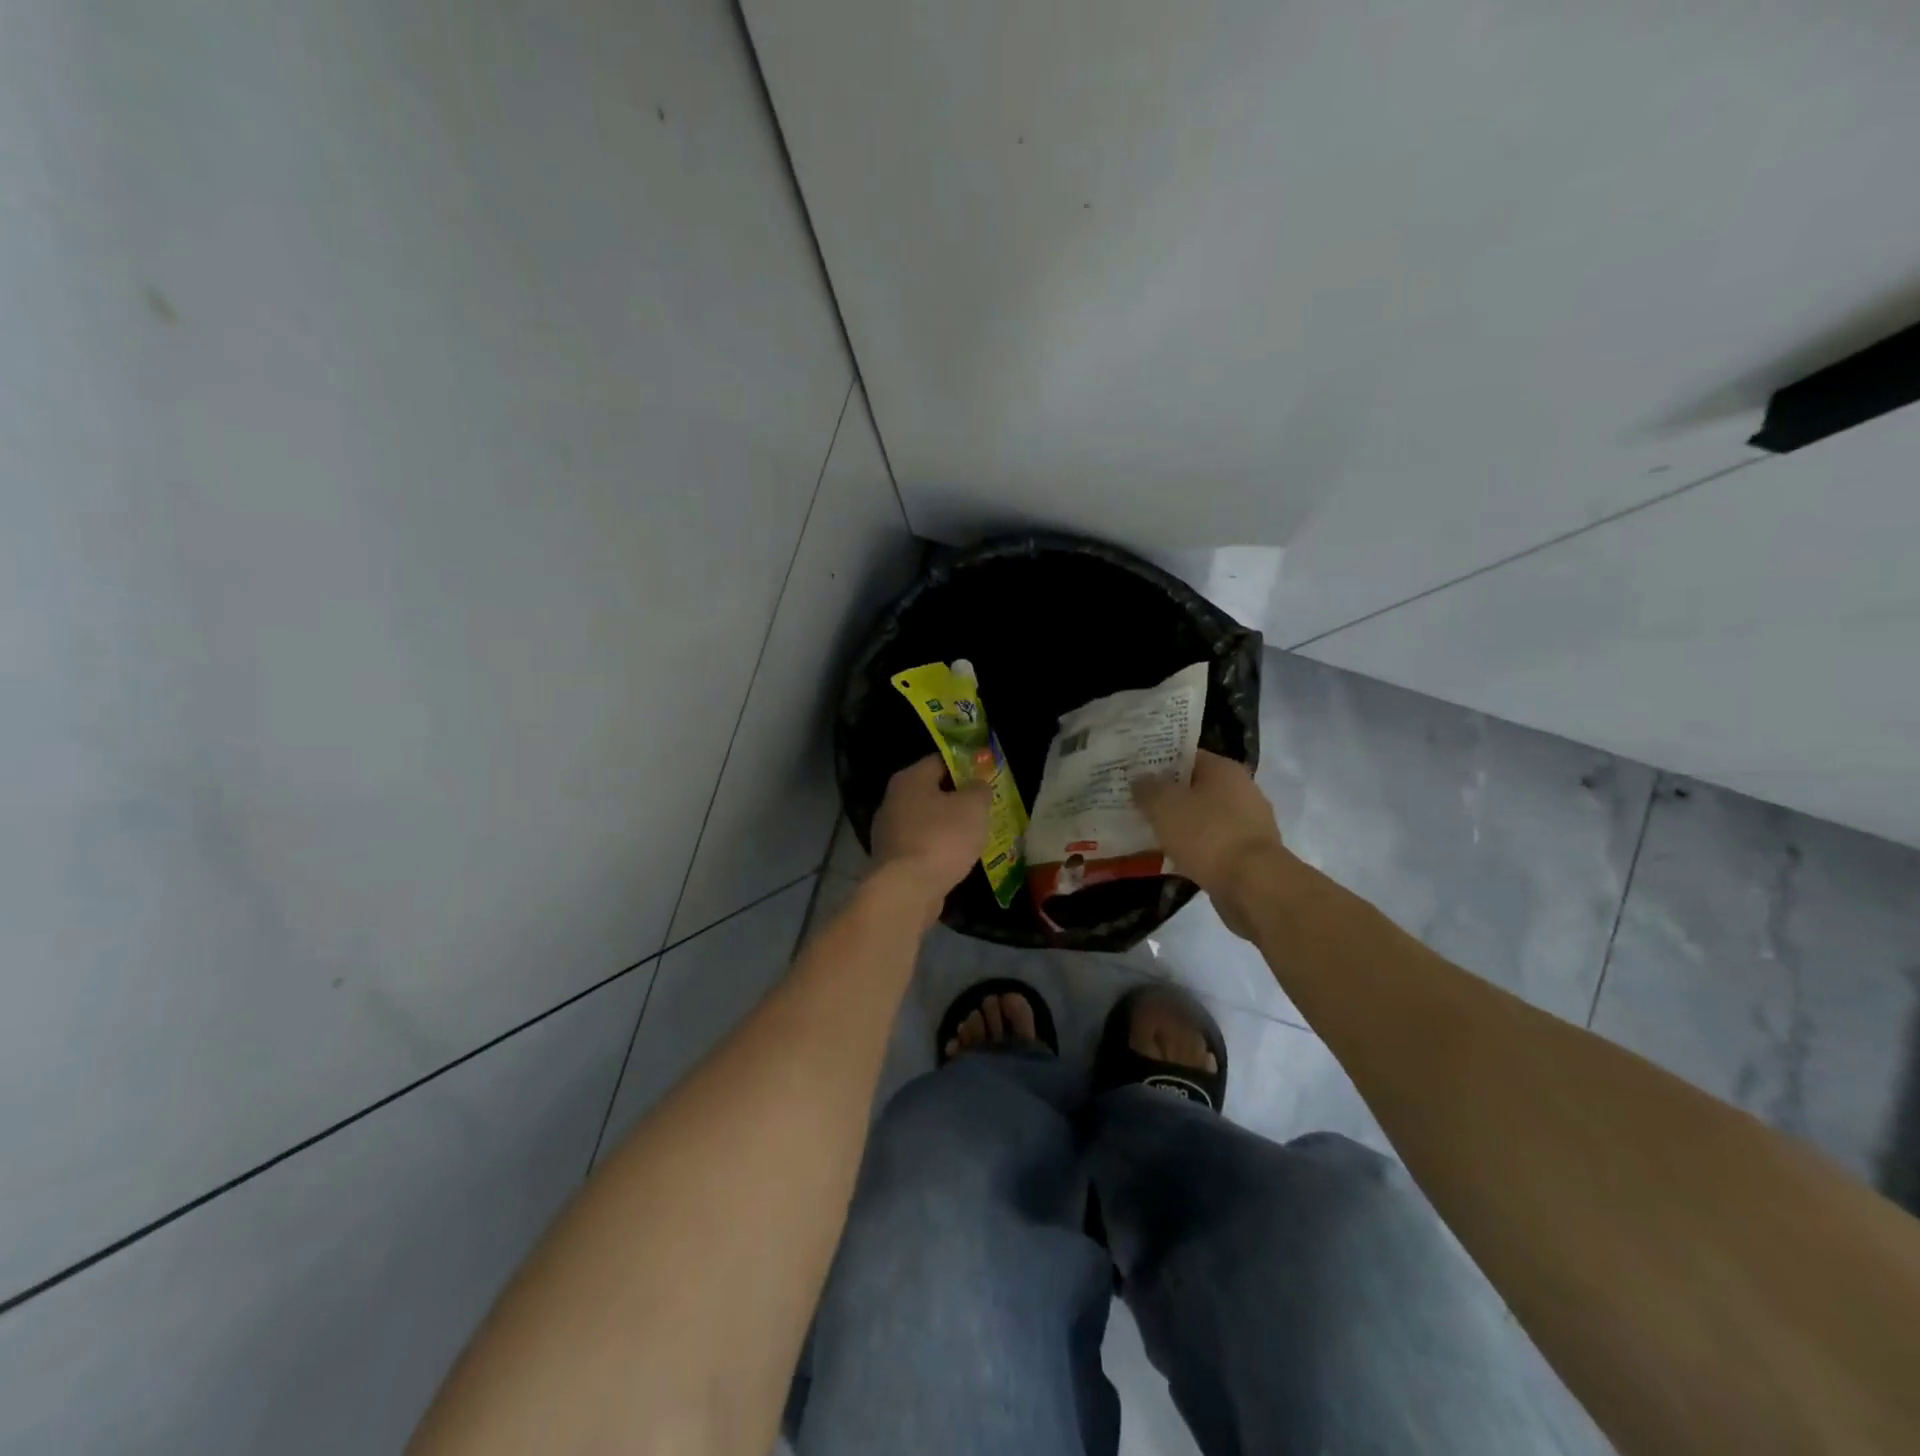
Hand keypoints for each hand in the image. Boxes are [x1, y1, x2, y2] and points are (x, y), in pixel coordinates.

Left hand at [870, 755, 990, 912]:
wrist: (907, 890)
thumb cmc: (941, 838)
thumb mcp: (973, 807)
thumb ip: (979, 789)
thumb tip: (977, 784)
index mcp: (909, 779)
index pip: (940, 761)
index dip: (965, 766)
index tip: (986, 777)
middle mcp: (892, 801)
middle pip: (931, 792)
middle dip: (957, 799)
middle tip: (984, 807)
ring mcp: (888, 832)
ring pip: (926, 821)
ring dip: (948, 827)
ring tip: (975, 835)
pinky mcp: (891, 861)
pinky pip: (921, 846)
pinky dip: (938, 849)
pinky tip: (956, 859)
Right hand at [1132, 750, 1286, 937]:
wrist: (1252, 885)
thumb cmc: (1207, 834)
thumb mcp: (1164, 805)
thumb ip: (1148, 788)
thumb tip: (1140, 779)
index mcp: (1224, 769)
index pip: (1186, 756)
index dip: (1158, 763)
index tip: (1133, 774)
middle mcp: (1242, 790)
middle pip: (1195, 787)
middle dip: (1167, 796)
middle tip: (1135, 804)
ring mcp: (1249, 823)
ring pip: (1203, 817)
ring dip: (1179, 824)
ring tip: (1148, 833)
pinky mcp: (1248, 854)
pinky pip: (1211, 844)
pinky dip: (1193, 849)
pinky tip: (1171, 859)